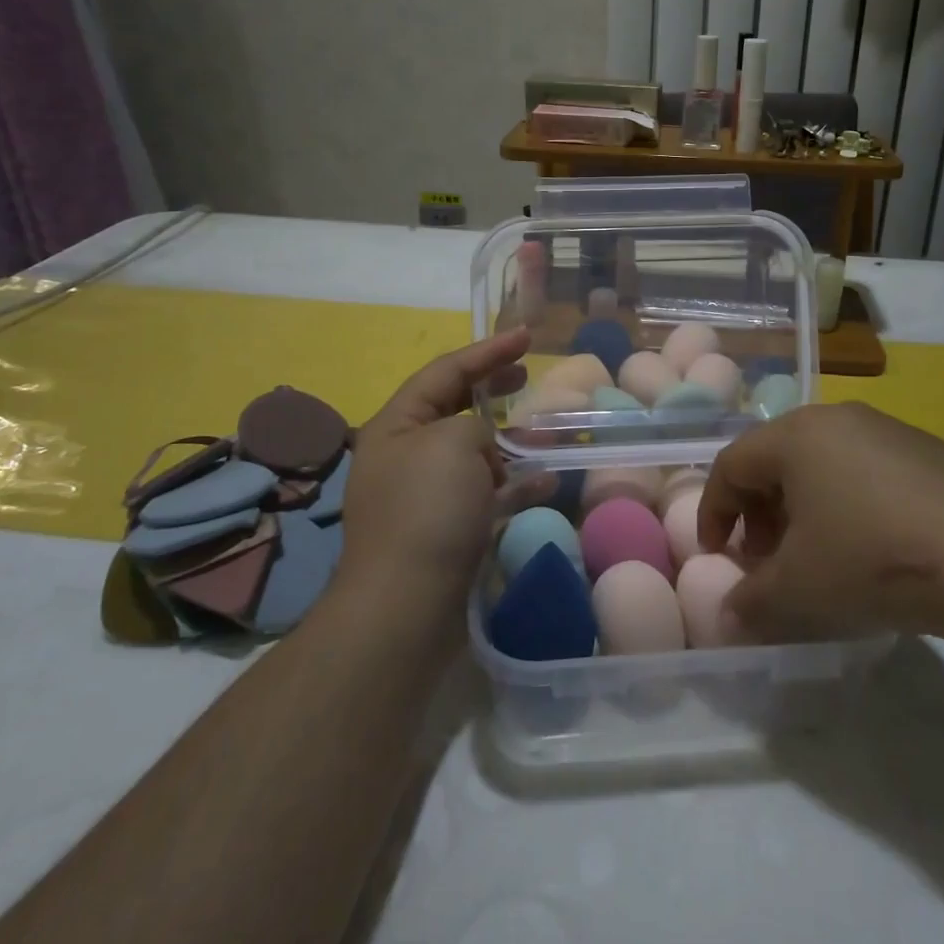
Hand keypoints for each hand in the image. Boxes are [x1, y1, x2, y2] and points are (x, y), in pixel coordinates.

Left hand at [340, 328, 555, 606]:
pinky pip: (486, 494)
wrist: (406, 607)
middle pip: (455, 408)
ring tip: (544, 431)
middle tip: (527, 373)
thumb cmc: (426, 511)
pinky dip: (515, 484)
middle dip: (492, 388)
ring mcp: (427, 496)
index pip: (445, 372)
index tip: (528, 336)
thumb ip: (475, 425)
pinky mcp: (448, 530)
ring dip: (509, 440)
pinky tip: (547, 479)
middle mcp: (407, 455)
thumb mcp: (453, 443)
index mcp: (397, 425)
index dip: (487, 350)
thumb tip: (484, 447)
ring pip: (474, 452)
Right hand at [696, 403, 943, 651]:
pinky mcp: (932, 453)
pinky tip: (871, 550)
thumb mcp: (798, 591)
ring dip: (804, 510)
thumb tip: (728, 614)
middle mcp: (839, 419)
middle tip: (765, 560)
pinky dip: (849, 506)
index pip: (732, 464)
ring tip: (817, 558)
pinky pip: (868, 472)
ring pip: (824, 465)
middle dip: (760, 512)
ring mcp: (890, 431)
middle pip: (777, 460)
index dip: (713, 511)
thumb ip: (750, 601)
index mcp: (797, 435)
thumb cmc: (872, 561)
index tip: (716, 555)